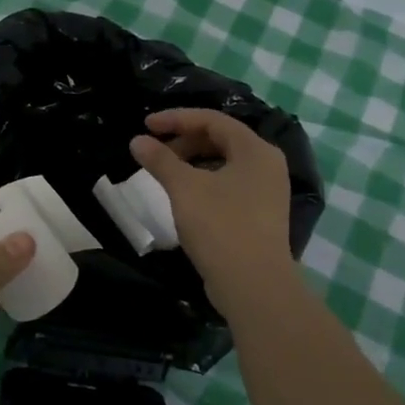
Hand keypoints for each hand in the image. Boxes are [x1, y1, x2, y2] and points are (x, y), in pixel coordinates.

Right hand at [130, 109, 294, 308]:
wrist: (254, 285)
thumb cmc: (220, 226)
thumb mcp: (184, 188)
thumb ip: (160, 160)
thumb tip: (137, 141)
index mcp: (256, 150)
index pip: (212, 120)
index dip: (176, 118)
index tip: (146, 125)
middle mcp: (267, 165)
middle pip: (221, 140)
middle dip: (184, 141)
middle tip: (155, 153)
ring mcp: (267, 192)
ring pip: (224, 164)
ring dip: (192, 163)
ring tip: (165, 174)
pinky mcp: (260, 215)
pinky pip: (229, 185)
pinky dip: (204, 182)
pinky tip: (184, 197)